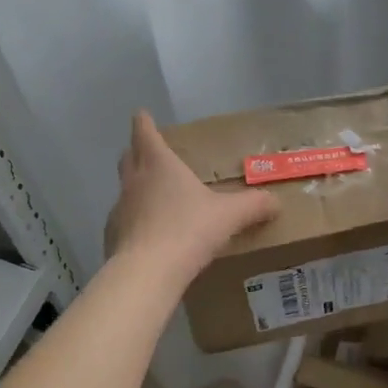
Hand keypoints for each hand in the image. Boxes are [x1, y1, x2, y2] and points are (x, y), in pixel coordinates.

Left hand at [104, 111, 278, 277]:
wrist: (148, 272)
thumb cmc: (188, 230)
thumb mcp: (229, 216)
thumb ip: (253, 206)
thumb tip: (275, 202)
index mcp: (159, 164)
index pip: (145, 132)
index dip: (144, 122)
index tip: (142, 115)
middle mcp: (134, 181)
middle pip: (129, 157)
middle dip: (138, 153)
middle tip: (152, 155)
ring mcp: (120, 208)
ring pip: (125, 190)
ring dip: (137, 190)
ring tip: (156, 200)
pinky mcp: (112, 236)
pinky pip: (123, 222)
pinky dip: (134, 222)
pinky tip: (149, 237)